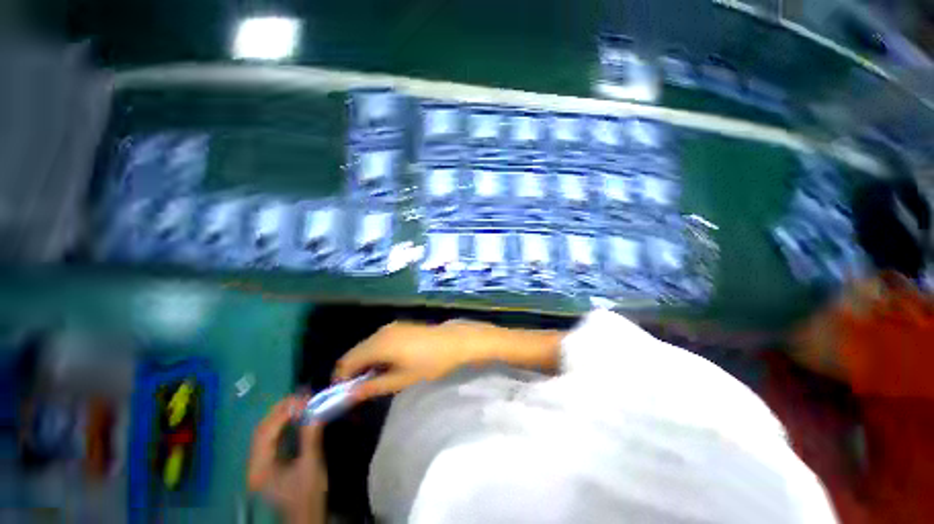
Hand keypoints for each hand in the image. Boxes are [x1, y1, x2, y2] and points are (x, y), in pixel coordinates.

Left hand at [248, 396, 326, 523]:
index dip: (284, 412)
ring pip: (265, 431)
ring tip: (301, 401)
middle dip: (281, 409)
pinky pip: (270, 437)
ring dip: (281, 414)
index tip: (304, 399)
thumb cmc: (308, 495)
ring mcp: (258, 463)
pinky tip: (295, 415)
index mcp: (260, 468)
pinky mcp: (266, 462)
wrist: (304, 516)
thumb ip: (311, 437)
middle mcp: (253, 464)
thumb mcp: (311, 466)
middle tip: (303, 395)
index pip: (266, 433)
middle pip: (262, 429)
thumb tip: (316, 410)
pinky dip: (282, 423)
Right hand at [333, 320, 497, 400]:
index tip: (347, 395)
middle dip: (354, 371)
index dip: (342, 379)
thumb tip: (350, 395)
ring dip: (365, 362)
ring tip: (377, 379)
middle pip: (355, 352)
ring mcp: (391, 327)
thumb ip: (373, 386)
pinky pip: (378, 340)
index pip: (347, 362)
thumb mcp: (401, 379)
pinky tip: (388, 364)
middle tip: (362, 390)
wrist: (454, 341)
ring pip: (366, 346)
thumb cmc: (430, 363)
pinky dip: (376, 353)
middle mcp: (380, 332)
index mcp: (378, 344)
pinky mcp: (399, 326)